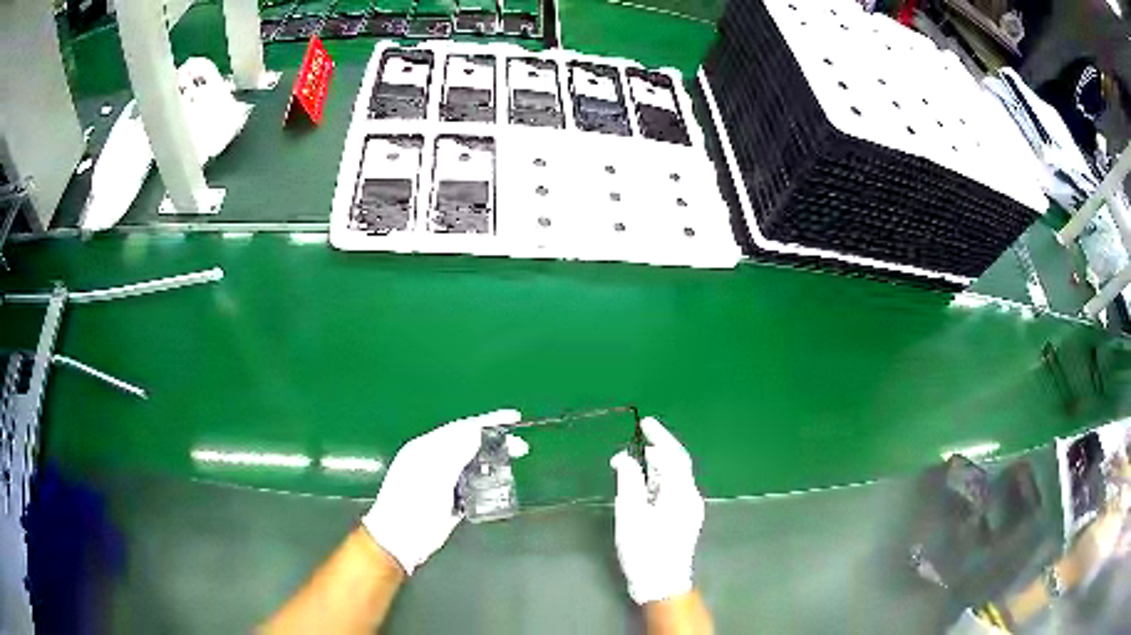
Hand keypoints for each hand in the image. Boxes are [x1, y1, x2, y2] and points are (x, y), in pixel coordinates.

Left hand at [362, 409, 521, 574]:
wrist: (400, 540)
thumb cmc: (413, 504)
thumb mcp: (435, 474)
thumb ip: (455, 451)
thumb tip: (477, 432)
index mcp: (426, 448)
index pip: (461, 428)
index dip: (487, 421)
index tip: (514, 417)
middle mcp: (433, 460)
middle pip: (468, 444)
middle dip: (494, 441)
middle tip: (521, 447)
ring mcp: (440, 480)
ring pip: (471, 463)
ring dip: (492, 461)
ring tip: (514, 463)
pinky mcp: (449, 500)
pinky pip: (472, 483)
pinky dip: (486, 480)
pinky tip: (500, 484)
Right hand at [610, 417, 704, 604]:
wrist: (662, 583)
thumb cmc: (645, 549)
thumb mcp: (631, 514)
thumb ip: (629, 482)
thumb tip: (626, 457)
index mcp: (681, 492)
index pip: (673, 455)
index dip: (660, 437)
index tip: (645, 422)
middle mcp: (691, 497)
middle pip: (677, 465)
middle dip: (660, 450)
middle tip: (639, 438)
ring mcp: (690, 509)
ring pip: (675, 479)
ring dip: (658, 466)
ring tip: (638, 458)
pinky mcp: (684, 519)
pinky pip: (673, 491)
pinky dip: (659, 481)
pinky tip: (645, 484)